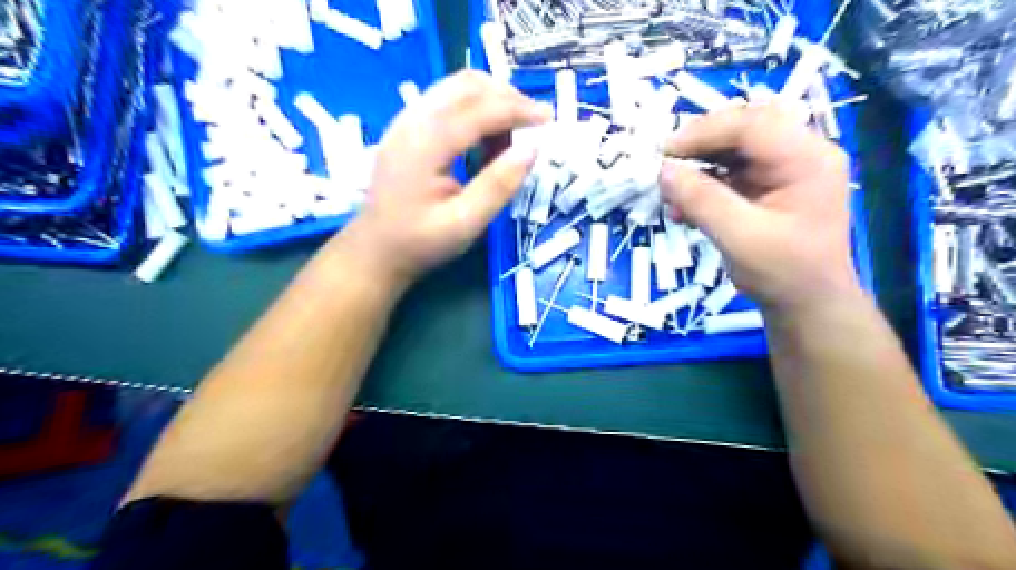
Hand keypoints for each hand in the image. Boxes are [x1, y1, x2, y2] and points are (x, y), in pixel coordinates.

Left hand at [336, 72, 552, 288]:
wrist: (376, 250)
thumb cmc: (420, 243)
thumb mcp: (464, 224)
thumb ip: (498, 186)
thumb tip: (531, 150)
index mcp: (424, 145)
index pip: (478, 109)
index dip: (518, 109)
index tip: (549, 120)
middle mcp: (411, 121)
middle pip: (467, 85)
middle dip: (507, 98)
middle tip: (534, 126)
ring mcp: (406, 121)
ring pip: (456, 87)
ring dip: (491, 101)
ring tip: (511, 138)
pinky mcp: (408, 128)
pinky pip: (447, 102)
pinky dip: (475, 110)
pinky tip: (486, 141)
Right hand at [659, 105, 864, 313]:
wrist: (806, 304)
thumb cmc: (783, 274)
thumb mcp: (740, 238)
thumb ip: (701, 201)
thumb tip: (662, 170)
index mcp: (807, 159)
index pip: (753, 125)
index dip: (705, 132)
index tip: (664, 154)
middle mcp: (799, 153)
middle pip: (742, 128)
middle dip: (699, 145)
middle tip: (665, 167)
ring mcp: (783, 168)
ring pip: (732, 147)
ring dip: (697, 166)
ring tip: (672, 194)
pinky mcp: (766, 184)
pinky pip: (728, 170)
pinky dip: (702, 184)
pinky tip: (685, 208)